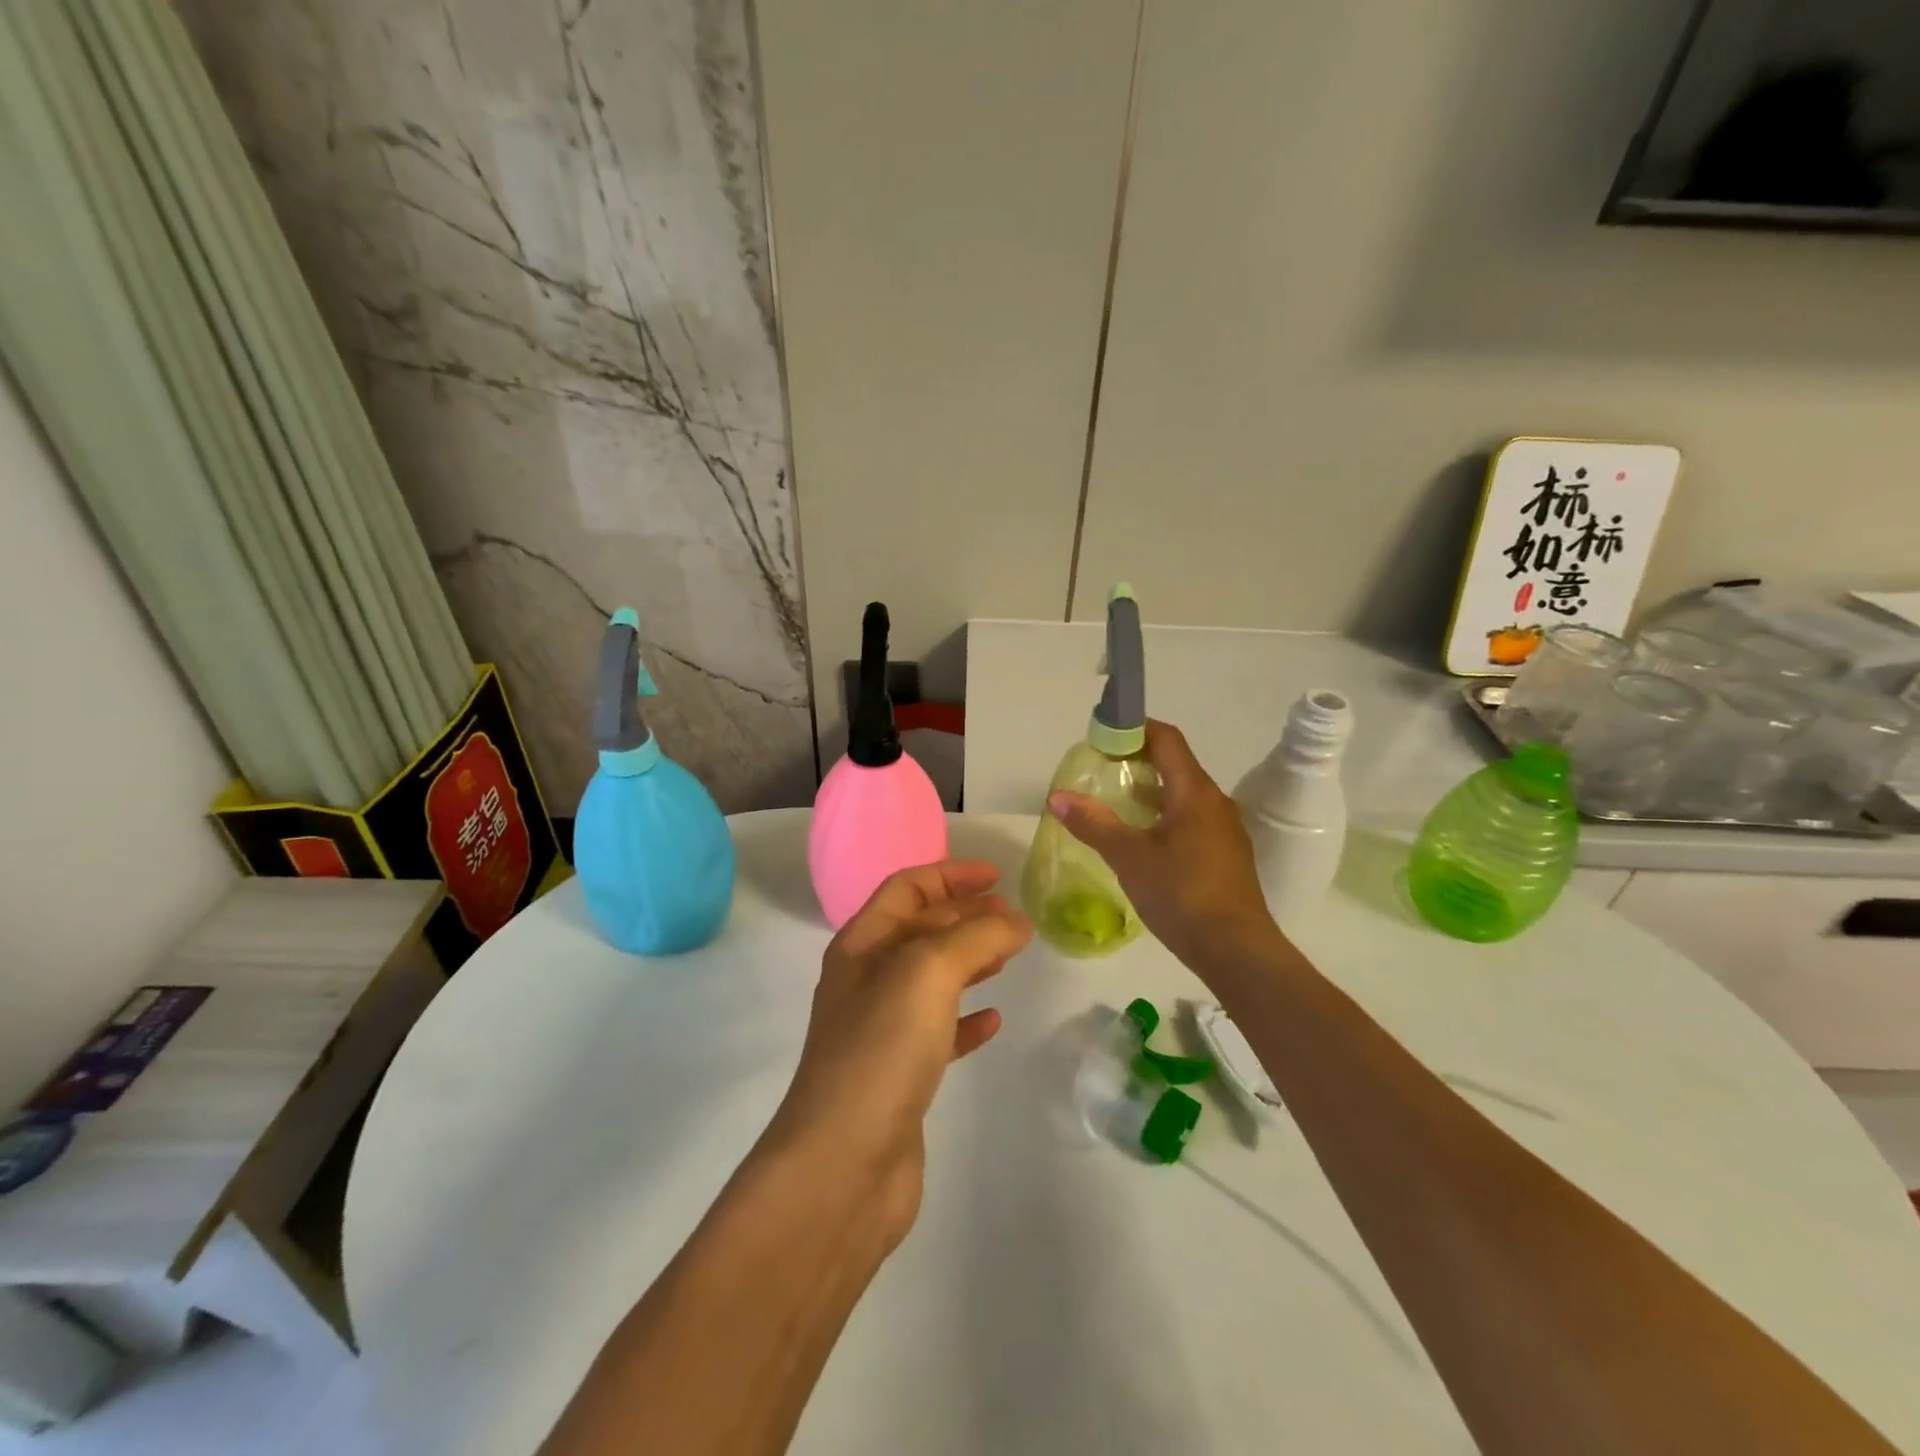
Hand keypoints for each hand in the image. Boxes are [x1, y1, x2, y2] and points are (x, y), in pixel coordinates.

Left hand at [767, 862, 1031, 1247]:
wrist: (843, 1165)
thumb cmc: (881, 1049)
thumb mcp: (929, 972)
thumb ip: (976, 937)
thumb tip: (1016, 920)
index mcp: (862, 945)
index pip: (907, 889)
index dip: (950, 875)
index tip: (998, 877)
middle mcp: (867, 981)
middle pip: (921, 930)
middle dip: (966, 917)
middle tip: (1015, 919)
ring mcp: (882, 1030)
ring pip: (932, 980)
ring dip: (970, 961)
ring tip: (1010, 957)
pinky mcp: (900, 1076)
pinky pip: (939, 1032)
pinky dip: (967, 1019)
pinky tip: (993, 1021)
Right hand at [1048, 720, 1280, 970]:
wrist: (1236, 951)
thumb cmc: (1182, 894)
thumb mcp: (1129, 857)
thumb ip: (1093, 823)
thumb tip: (1057, 796)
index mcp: (1195, 792)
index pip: (1167, 740)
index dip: (1135, 728)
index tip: (1103, 734)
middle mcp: (1215, 803)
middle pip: (1175, 766)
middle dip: (1137, 761)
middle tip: (1100, 770)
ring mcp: (1224, 831)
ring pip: (1183, 796)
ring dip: (1150, 792)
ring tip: (1115, 804)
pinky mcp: (1225, 856)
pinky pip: (1191, 821)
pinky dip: (1163, 817)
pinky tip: (1142, 841)